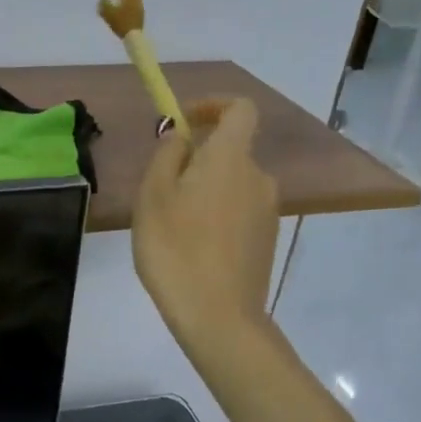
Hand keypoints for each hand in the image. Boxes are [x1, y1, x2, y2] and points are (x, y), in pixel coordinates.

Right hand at [132, 98, 281, 352]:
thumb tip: (180, 135)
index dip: (212, 105)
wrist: (218, 316)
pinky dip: (215, 215)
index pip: (239, 108)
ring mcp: (267, 211)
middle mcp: (258, 177)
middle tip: (159, 189)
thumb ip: (167, 155)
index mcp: (231, 158)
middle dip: (196, 159)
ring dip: (204, 190)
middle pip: (230, 151)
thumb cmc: (175, 249)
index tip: (183, 121)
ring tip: (171, 224)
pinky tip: (191, 248)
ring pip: (232, 184)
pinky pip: (238, 211)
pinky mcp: (266, 240)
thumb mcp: (153, 196)